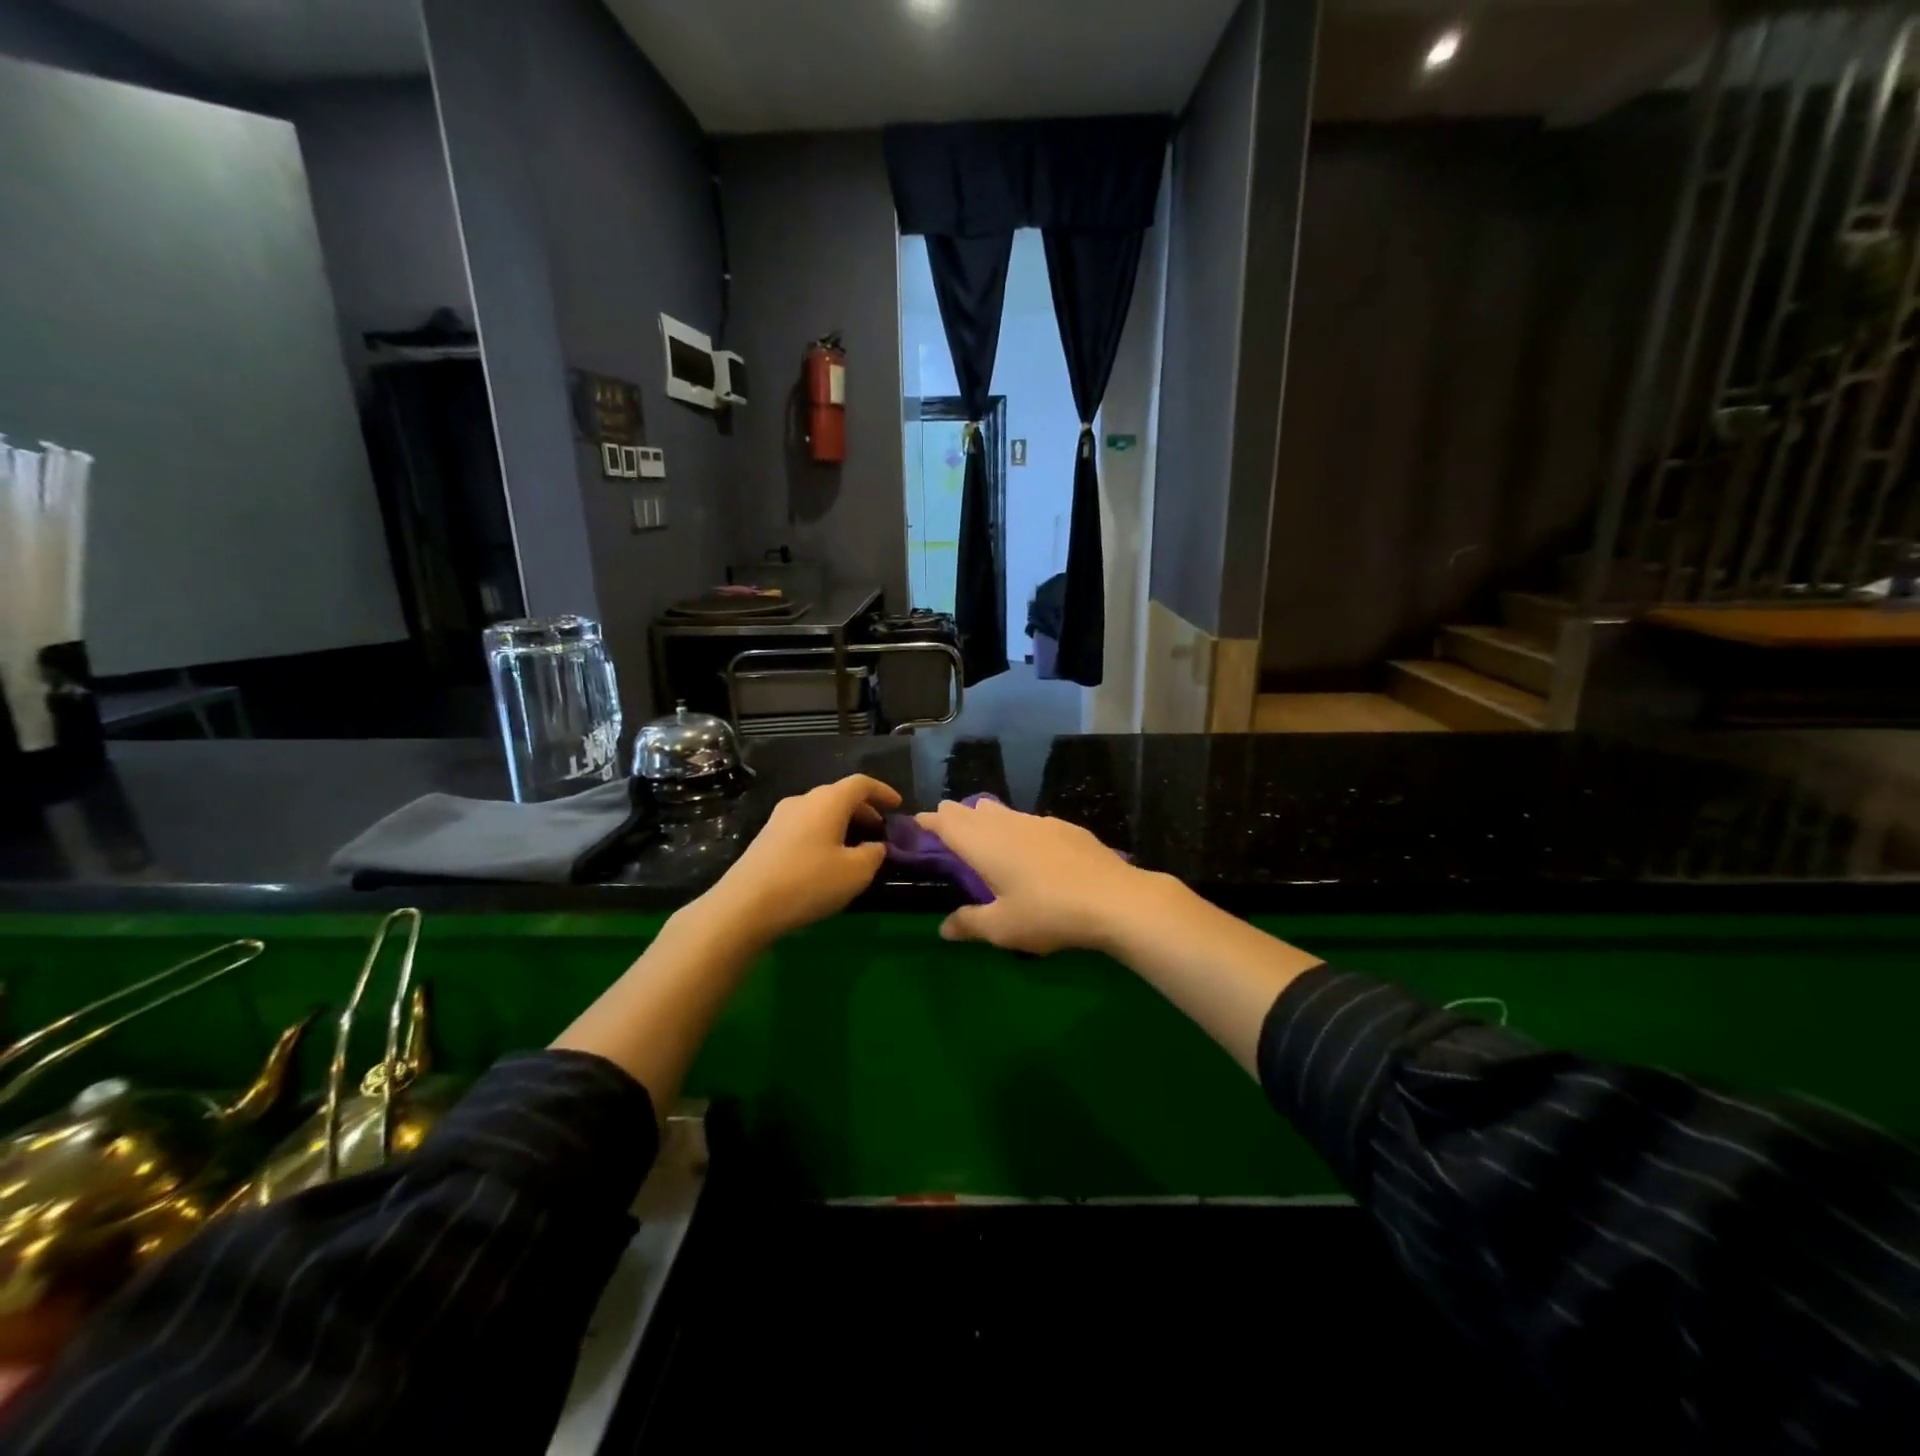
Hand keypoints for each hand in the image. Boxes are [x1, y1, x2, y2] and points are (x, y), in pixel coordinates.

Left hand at [706, 774, 901, 941]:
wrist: (744, 905)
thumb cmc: (808, 882)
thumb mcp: (856, 873)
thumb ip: (874, 854)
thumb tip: (875, 846)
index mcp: (828, 801)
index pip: (862, 784)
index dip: (883, 792)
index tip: (898, 806)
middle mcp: (803, 800)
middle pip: (839, 796)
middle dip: (864, 811)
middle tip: (880, 832)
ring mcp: (780, 818)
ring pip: (820, 812)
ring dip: (842, 824)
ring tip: (856, 848)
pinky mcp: (766, 837)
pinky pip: (804, 826)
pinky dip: (823, 834)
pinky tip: (827, 860)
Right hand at [913, 797, 1162, 954]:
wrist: (1114, 899)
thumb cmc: (1048, 913)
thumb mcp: (1003, 928)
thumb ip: (970, 924)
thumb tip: (943, 928)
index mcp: (984, 845)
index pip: (947, 823)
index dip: (930, 821)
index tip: (918, 821)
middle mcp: (1007, 825)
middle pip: (972, 811)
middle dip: (955, 814)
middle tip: (944, 820)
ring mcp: (1039, 822)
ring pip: (1002, 811)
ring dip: (985, 816)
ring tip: (981, 824)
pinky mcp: (1065, 828)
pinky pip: (1029, 820)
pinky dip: (1016, 825)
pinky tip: (1028, 843)